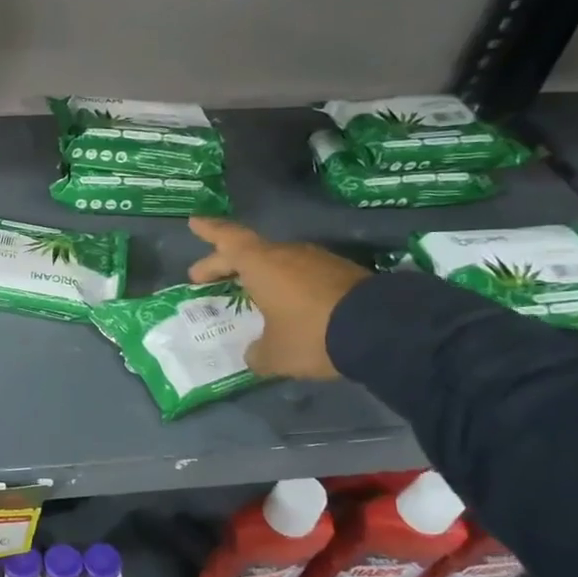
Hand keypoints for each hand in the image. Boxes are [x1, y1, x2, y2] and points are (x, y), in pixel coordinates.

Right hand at [187, 218, 369, 379]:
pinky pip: (302, 273)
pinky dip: (286, 284)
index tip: (194, 221)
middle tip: (204, 277)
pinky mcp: (342, 273)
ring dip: (258, 274)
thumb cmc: (311, 334)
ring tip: (248, 293)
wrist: (382, 329)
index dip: (209, 230)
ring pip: (277, 261)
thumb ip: (257, 353)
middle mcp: (286, 254)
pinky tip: (287, 305)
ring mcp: (317, 260)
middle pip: (249, 252)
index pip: (227, 239)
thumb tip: (254, 354)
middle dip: (223, 263)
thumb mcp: (275, 355)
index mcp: (261, 264)